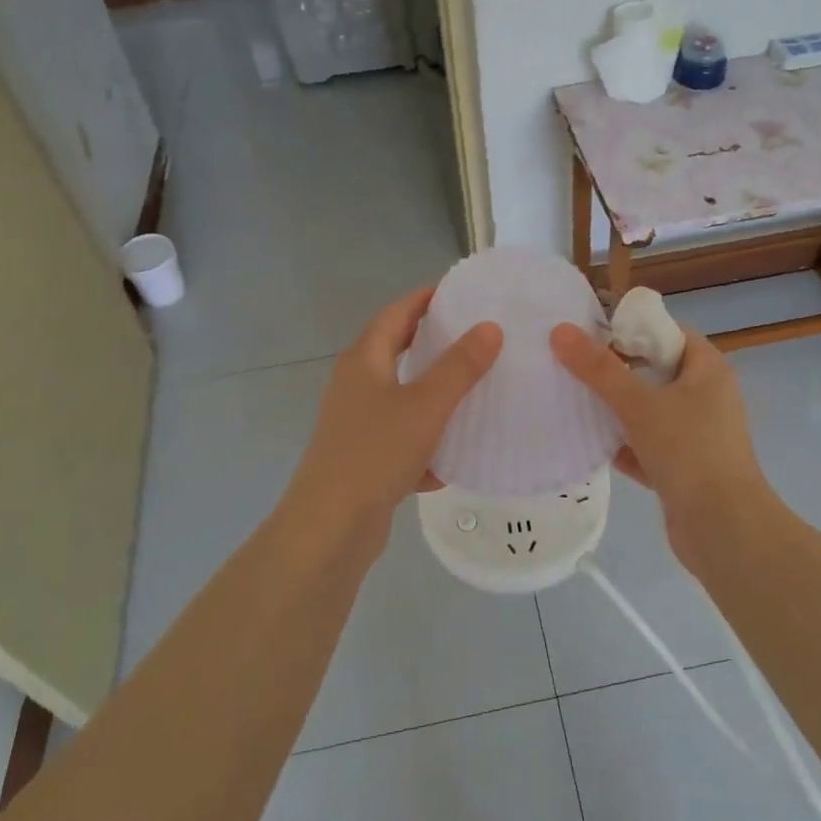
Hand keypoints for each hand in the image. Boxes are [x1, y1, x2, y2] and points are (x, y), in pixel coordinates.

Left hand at [282, 288, 501, 547]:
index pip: (397, 312)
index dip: (427, 298)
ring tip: (477, 391)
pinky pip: (402, 438)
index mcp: (364, 360)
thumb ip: (459, 366)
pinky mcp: (365, 457)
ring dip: (435, 395)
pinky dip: (426, 442)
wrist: (331, 527)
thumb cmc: (376, 452)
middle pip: (398, 351)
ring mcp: (357, 422)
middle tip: (479, 338)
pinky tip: (453, 459)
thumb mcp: (426, 405)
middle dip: (436, 344)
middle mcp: (356, 384)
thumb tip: (489, 327)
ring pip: (403, 397)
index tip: (464, 293)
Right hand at [551, 322, 768, 566]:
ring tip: (576, 405)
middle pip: (656, 373)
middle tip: (577, 369)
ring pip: (651, 413)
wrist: (722, 528)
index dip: (634, 331)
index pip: (670, 334)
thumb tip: (560, 331)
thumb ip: (598, 369)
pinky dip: (626, 448)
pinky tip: (593, 449)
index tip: (594, 337)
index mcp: (708, 371)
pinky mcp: (686, 470)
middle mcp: (708, 398)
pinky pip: (649, 448)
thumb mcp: (638, 403)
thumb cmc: (688, 450)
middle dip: (618, 373)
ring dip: (618, 413)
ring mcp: (698, 436)